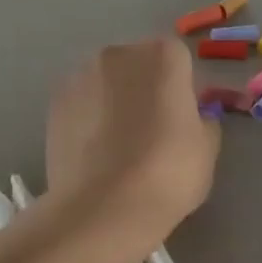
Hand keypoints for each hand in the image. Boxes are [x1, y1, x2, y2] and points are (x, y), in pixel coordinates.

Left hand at [46, 39, 220, 252]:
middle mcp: (119, 54)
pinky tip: (96, 151)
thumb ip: (203, 121)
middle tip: (153, 129)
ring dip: (115, 100)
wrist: (104, 208)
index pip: (178, 59)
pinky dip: (89, 117)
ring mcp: (80, 75)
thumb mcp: (207, 148)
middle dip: (146, 87)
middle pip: (138, 64)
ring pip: (106, 82)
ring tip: (120, 143)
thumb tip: (194, 117)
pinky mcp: (54, 102)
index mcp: (163, 56)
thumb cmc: (169, 172)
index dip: (183, 88)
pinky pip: (82, 102)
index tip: (184, 118)